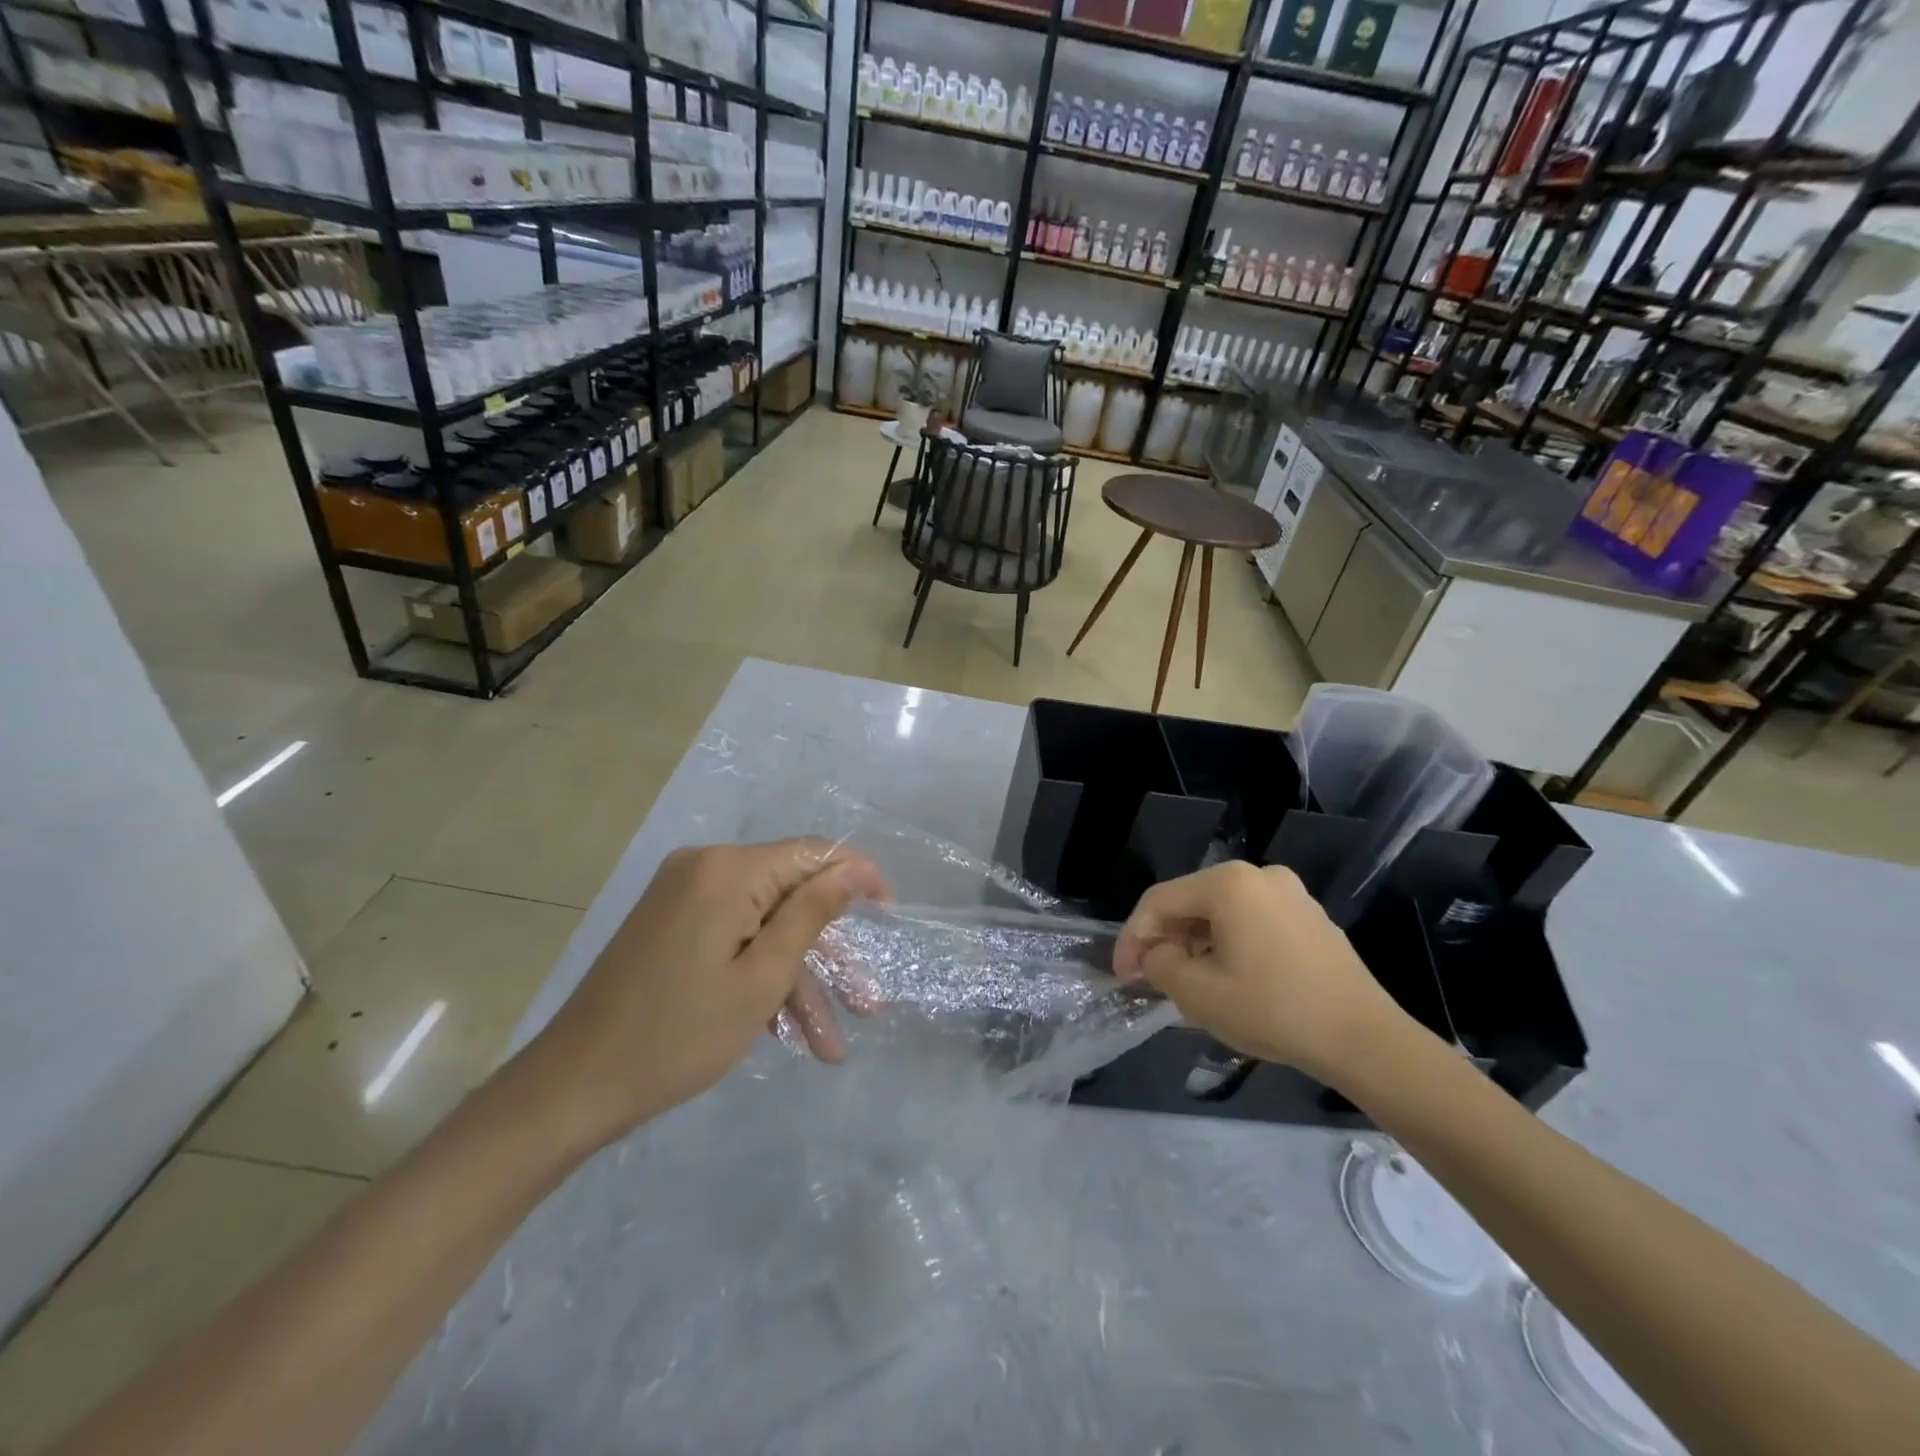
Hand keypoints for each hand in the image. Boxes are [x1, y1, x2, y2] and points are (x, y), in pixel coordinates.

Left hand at [527, 839, 890, 1150]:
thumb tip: (855, 866)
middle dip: (828, 952)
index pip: (812, 853)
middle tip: (866, 1004)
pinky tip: (786, 1031)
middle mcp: (705, 869)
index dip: (857, 877)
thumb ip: (812, 914)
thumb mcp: (761, 979)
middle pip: (789, 895)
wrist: (572, 1088)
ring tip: (830, 1044)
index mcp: (727, 871)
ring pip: (764, 926)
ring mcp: (684, 896)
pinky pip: (734, 938)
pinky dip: (759, 976)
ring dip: (797, 979)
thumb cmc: (677, 1036)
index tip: (890, 913)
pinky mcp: (672, 924)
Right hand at [1112, 861, 1407, 1086]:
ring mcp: (1291, 894)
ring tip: (1187, 982)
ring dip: (1196, 943)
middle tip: (1152, 978)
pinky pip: (1253, 923)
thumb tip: (1156, 955)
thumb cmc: (1273, 1009)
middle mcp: (1259, 875)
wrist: (1364, 1039)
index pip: (1160, 901)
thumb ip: (1160, 964)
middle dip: (1165, 939)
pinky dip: (1230, 945)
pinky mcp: (1311, 918)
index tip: (1123, 974)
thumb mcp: (1198, 993)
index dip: (1133, 936)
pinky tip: (1229, 978)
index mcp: (1229, 883)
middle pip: (1192, 903)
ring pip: (1223, 913)